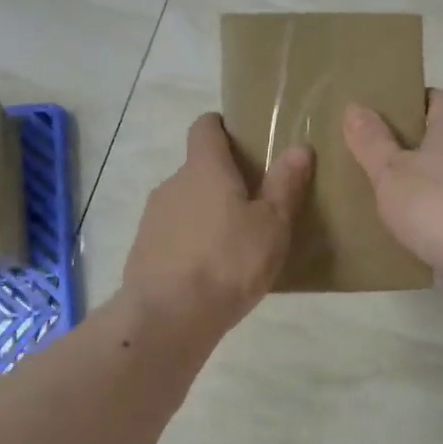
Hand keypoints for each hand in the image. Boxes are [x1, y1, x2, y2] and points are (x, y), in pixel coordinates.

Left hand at [122, 113, 312, 334]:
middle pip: (198, 168)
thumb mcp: (272, 225)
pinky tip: (209, 271)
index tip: (242, 140)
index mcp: (204, 168)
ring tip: (234, 244)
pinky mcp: (143, 249)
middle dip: (223, 180)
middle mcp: (173, 183)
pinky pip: (173, 233)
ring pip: (185, 203)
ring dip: (206, 213)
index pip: (205, 127)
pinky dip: (190, 241)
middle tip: (254, 204)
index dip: (222, 126)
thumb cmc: (229, 262)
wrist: (168, 317)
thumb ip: (285, 185)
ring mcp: (153, 217)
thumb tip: (299, 147)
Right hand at [343, 90, 442, 276]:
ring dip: (434, 179)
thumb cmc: (434, 202)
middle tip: (386, 155)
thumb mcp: (390, 171)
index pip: (442, 99)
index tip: (392, 111)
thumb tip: (355, 107)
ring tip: (398, 193)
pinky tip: (420, 225)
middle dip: (421, 143)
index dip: (418, 100)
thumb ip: (372, 141)